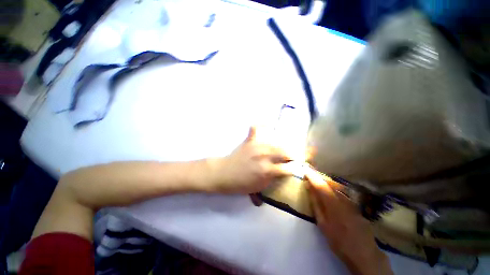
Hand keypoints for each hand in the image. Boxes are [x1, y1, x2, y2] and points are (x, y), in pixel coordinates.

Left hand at [211, 127, 291, 193]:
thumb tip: (282, 171)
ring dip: (282, 147)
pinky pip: (256, 128)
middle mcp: (264, 156)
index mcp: (267, 170)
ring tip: (283, 150)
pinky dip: (261, 125)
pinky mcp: (249, 140)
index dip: (294, 169)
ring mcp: (256, 146)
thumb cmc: (241, 184)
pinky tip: (268, 125)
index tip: (296, 168)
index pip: (288, 168)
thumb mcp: (259, 187)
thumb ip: (272, 179)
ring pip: (275, 143)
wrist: (224, 174)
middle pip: (284, 152)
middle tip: (292, 158)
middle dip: (291, 155)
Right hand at [306, 171, 392, 274]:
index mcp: (333, 203)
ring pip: (336, 188)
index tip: (305, 170)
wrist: (364, 254)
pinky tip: (330, 192)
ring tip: (317, 181)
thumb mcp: (323, 224)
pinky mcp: (355, 206)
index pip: (320, 185)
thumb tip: (310, 189)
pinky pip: (341, 193)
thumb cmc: (339, 240)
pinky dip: (333, 189)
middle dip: (318, 177)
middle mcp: (343, 199)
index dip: (312, 177)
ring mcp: (351, 202)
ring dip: (325, 182)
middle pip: (329, 183)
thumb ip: (316, 205)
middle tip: (310, 174)